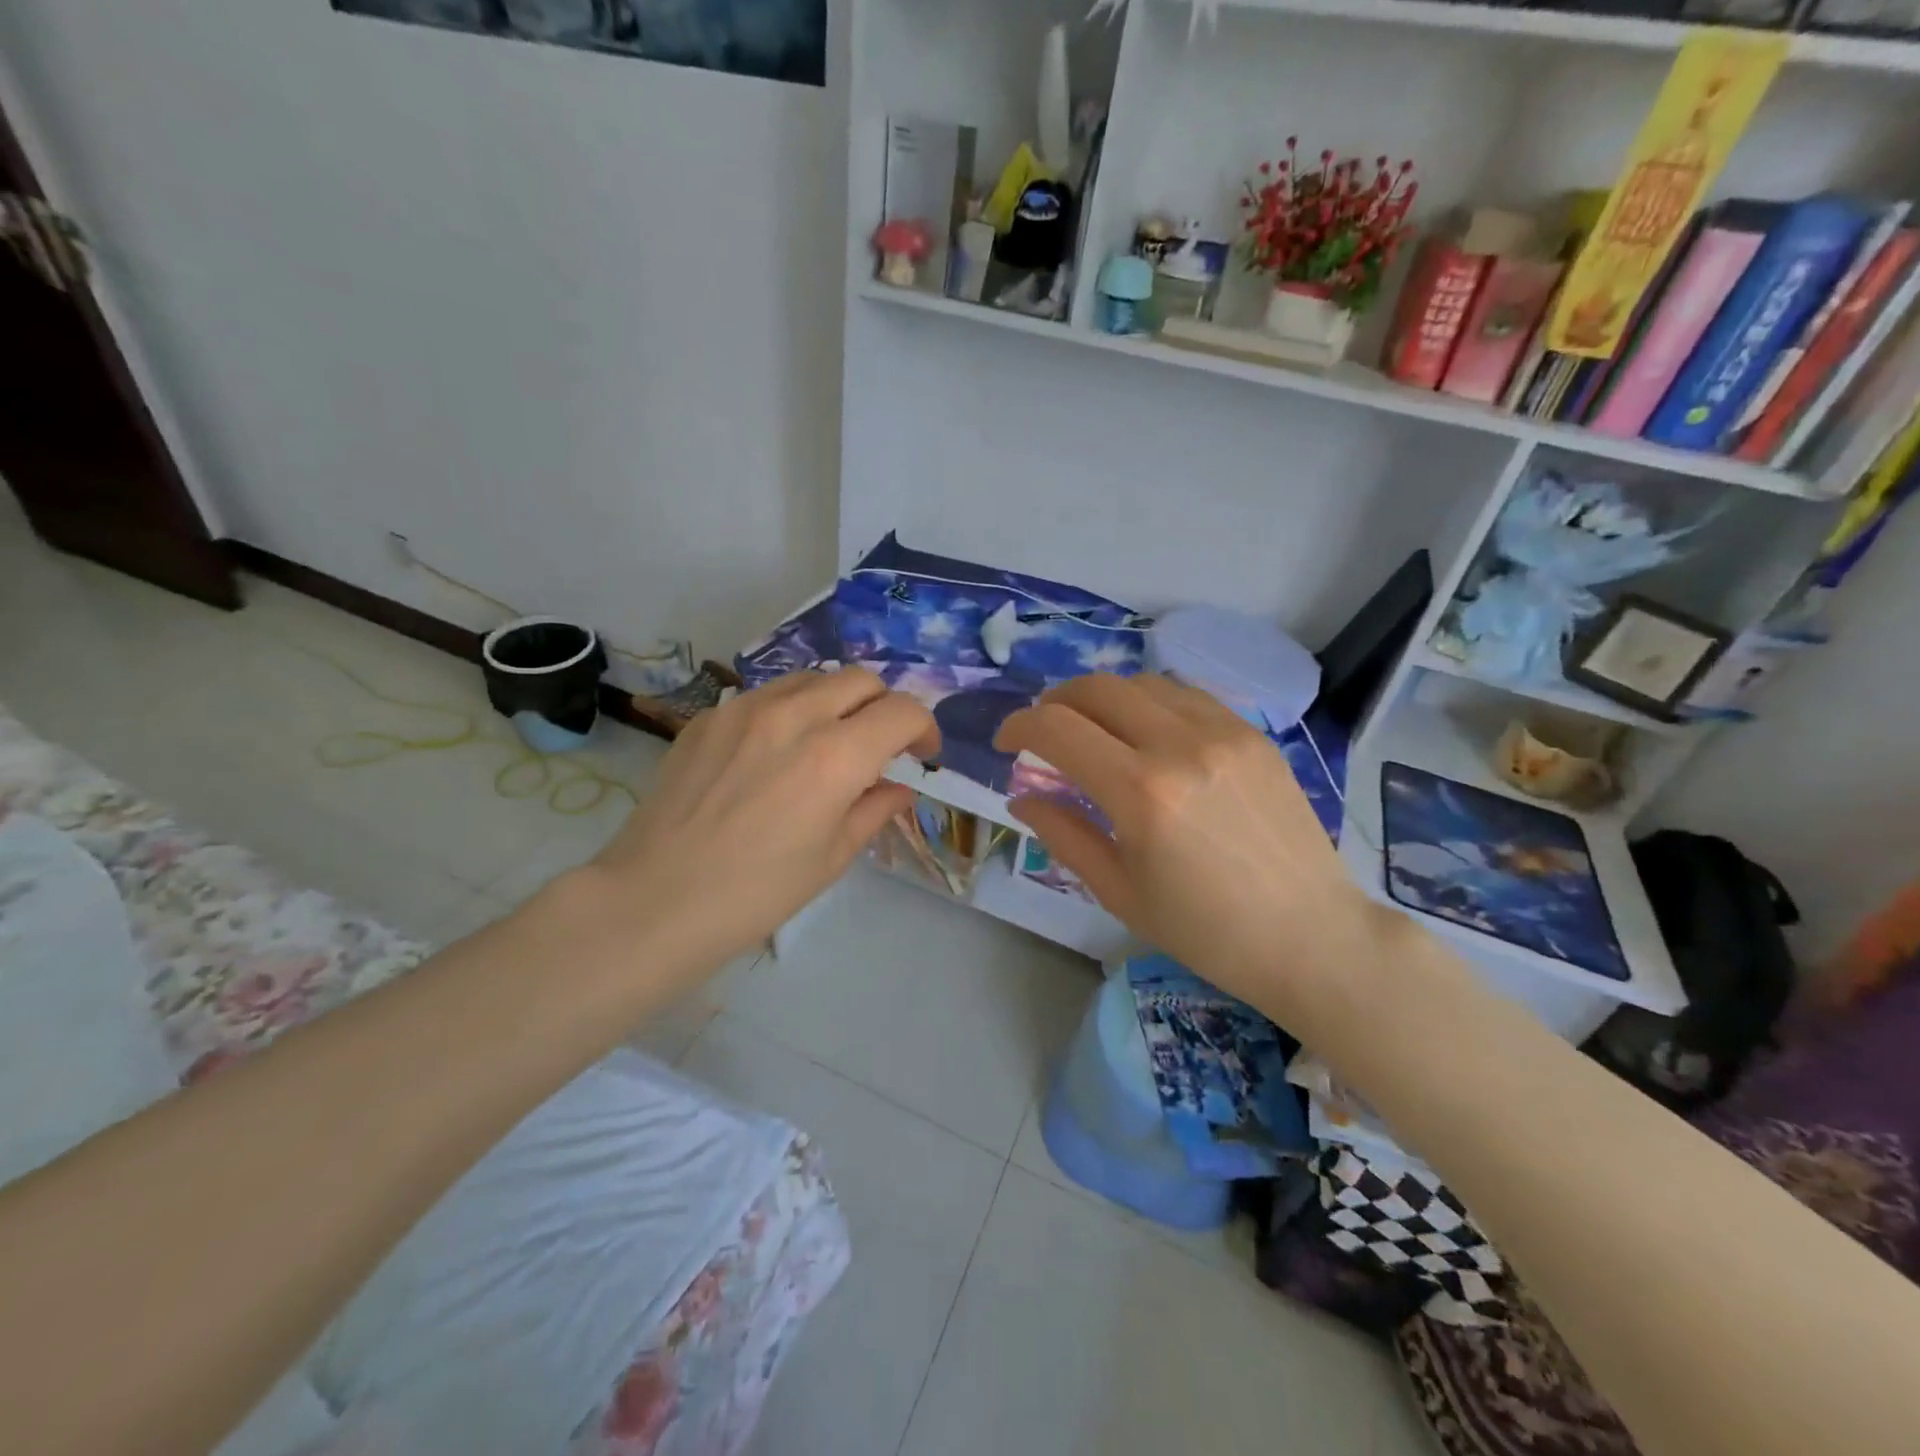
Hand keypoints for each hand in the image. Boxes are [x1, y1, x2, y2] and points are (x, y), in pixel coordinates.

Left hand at [588, 668, 937, 973]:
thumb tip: (898, 787)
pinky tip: (774, 753)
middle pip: (861, 679)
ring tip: (827, 742)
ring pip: (812, 678)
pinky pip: (766, 695)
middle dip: (883, 706)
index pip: (902, 711)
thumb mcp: (831, 858)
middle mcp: (794, 716)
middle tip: (879, 745)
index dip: (924, 727)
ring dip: (837, 702)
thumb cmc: (756, 893)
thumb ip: (874, 810)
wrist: (655, 901)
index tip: (922, 753)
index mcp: (835, 757)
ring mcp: (744, 709)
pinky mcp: (709, 716)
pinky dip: (790, 712)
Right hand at [995, 674, 1376, 1022]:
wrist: (1310, 935)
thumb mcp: (1118, 891)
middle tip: (1044, 730)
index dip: (1019, 726)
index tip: (1007, 744)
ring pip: (1142, 682)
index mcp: (1141, 793)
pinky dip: (1150, 702)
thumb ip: (1063, 833)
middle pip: (1097, 688)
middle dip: (1055, 701)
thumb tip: (1021, 798)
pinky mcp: (1253, 734)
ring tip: (1094, 729)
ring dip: (1103, 698)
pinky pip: (1187, 695)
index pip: (1057, 728)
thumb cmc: (1205, 930)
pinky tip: (1147, 732)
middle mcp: (1180, 745)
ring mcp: (1224, 732)